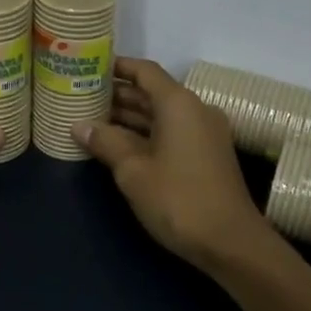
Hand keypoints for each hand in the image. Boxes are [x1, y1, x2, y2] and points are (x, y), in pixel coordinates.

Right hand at [75, 58, 275, 269]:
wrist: (231, 243)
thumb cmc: (178, 199)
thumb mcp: (133, 170)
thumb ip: (105, 141)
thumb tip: (79, 126)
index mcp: (178, 104)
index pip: (144, 71)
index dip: (117, 67)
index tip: (89, 67)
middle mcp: (194, 110)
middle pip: (151, 92)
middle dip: (117, 94)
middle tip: (81, 96)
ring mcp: (203, 133)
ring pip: (160, 114)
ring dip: (128, 116)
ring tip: (91, 119)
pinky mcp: (206, 155)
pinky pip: (170, 132)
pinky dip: (144, 134)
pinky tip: (117, 145)